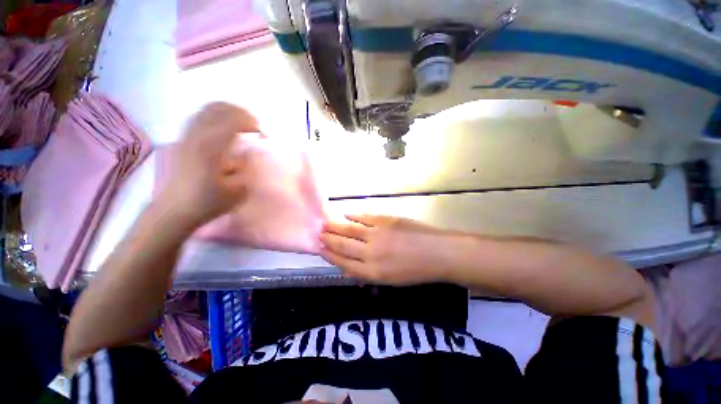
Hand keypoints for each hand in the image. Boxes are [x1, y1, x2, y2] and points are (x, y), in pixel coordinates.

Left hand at [159, 102, 258, 225]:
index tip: (262, 133)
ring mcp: (187, 136)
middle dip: (239, 112)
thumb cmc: (208, 202)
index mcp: (212, 147)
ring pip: (206, 110)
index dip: (250, 122)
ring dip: (226, 111)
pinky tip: (222, 127)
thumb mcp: (238, 190)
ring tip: (240, 122)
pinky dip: (214, 116)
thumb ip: (246, 168)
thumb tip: (247, 153)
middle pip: (218, 109)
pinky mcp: (182, 140)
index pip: (232, 120)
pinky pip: (199, 117)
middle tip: (254, 125)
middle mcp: (197, 136)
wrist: (175, 209)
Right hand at [319, 215, 449, 284]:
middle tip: (317, 233)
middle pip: (343, 245)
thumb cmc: (415, 271)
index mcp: (372, 272)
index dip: (330, 255)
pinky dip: (353, 216)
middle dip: (328, 239)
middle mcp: (370, 253)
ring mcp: (377, 234)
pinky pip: (364, 218)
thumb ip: (366, 274)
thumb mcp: (390, 281)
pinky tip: (345, 214)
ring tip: (324, 223)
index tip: (319, 248)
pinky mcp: (385, 220)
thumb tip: (347, 269)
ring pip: (350, 230)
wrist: (438, 253)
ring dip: (336, 226)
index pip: (343, 262)